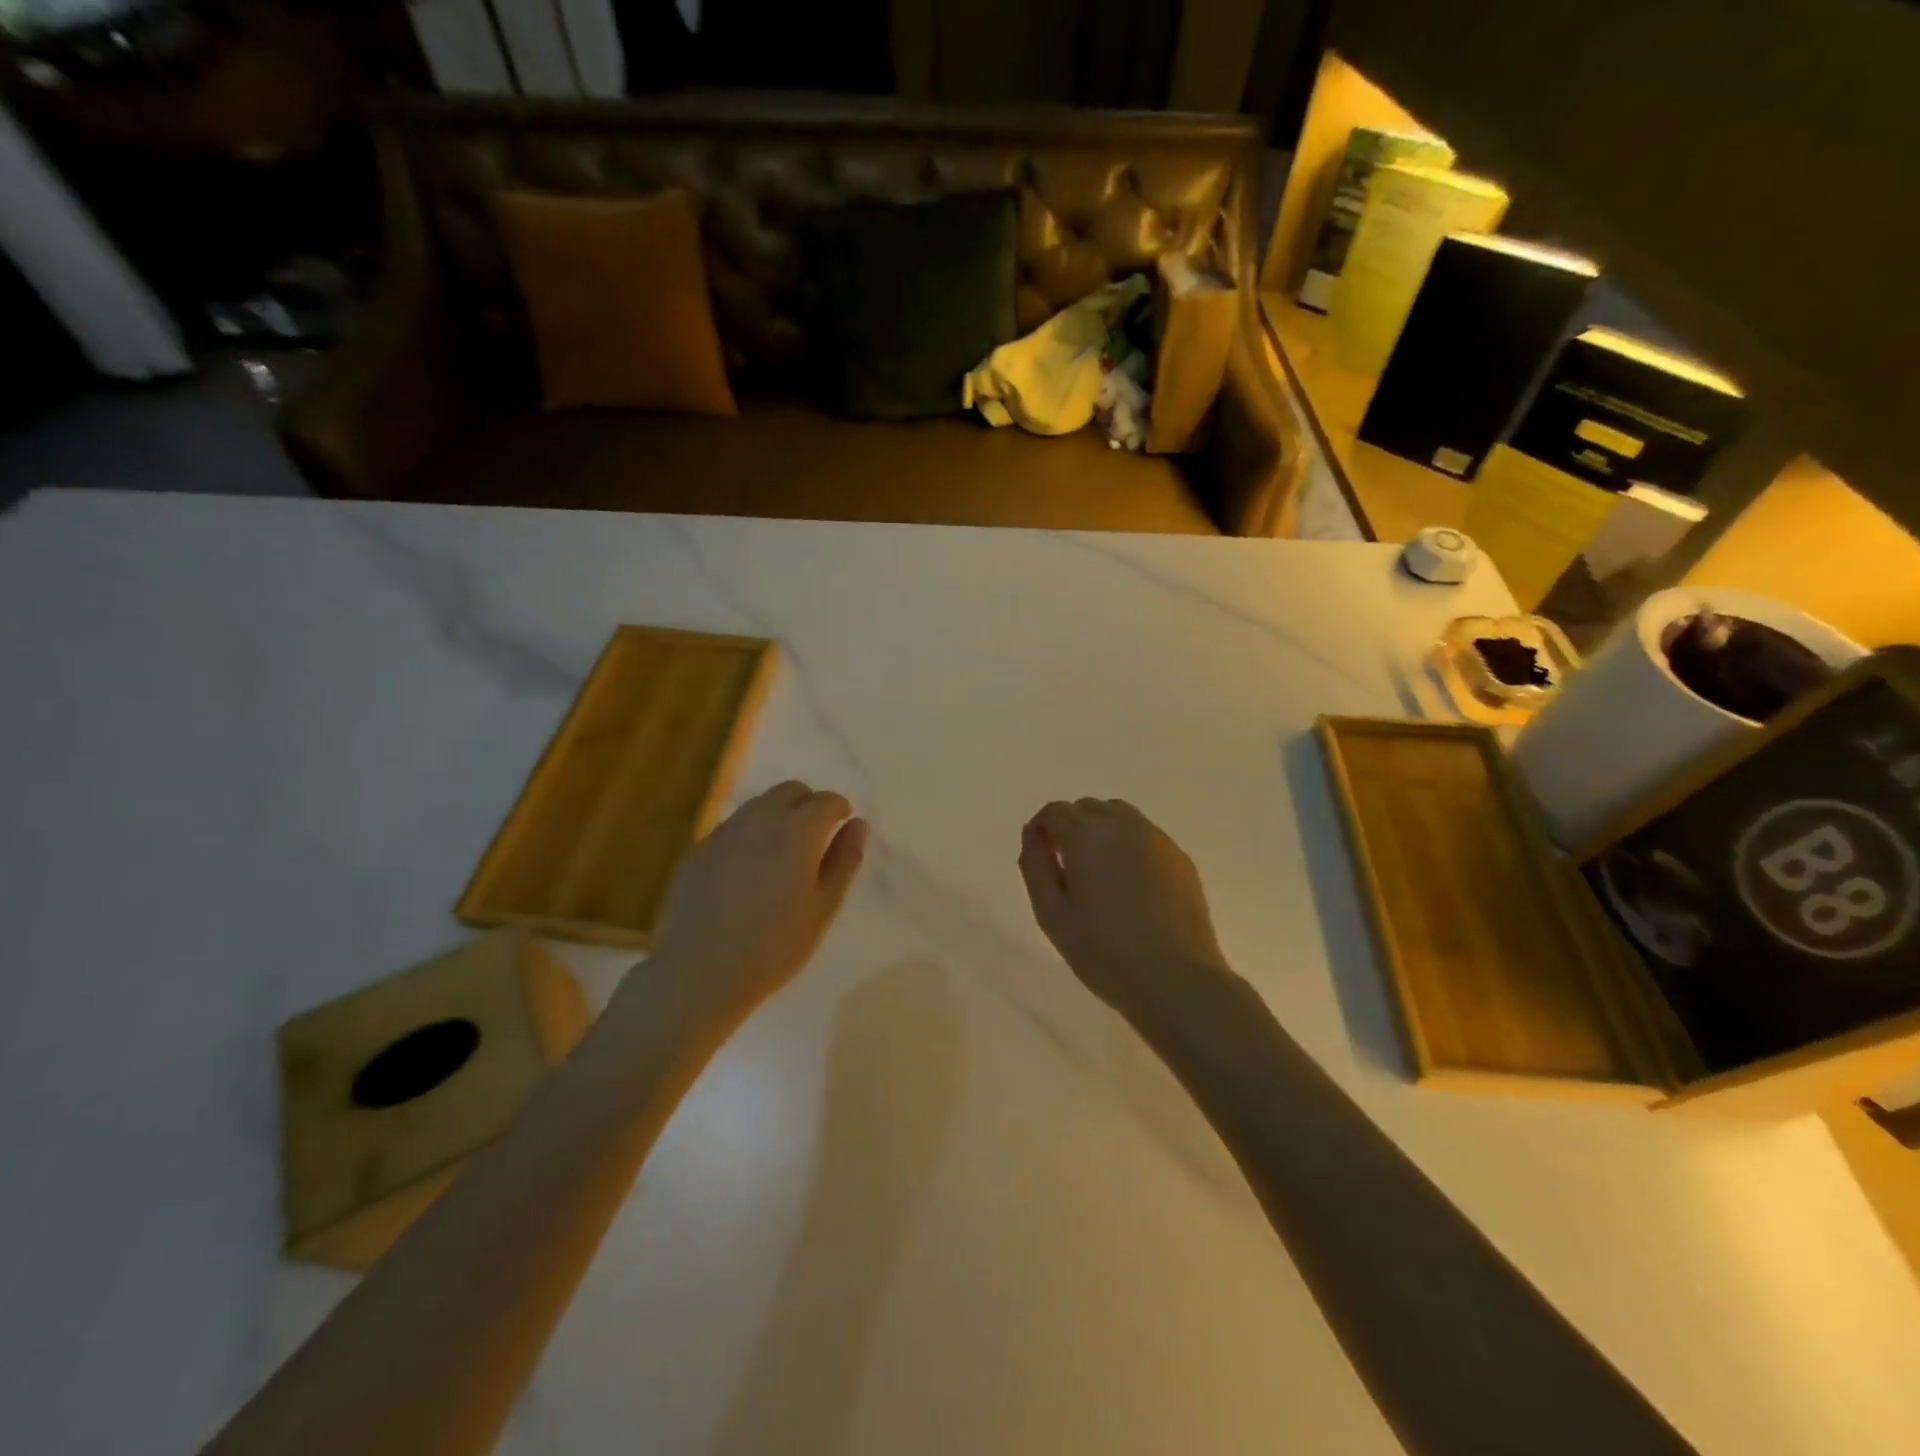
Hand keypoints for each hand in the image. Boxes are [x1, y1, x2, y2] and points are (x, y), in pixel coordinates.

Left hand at [647, 781, 866, 1022]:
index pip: (826, 800)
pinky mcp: (699, 849)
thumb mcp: (823, 907)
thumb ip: (844, 860)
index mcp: (797, 831)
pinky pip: (733, 827)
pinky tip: (747, 873)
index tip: (842, 828)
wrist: (698, 972)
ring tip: (781, 857)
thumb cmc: (774, 946)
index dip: (839, 810)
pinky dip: (750, 835)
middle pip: (790, 791)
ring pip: (759, 805)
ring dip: (778, 817)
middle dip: (808, 805)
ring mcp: (724, 831)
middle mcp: (760, 819)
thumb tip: (858, 825)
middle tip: (814, 840)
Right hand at [1018, 798, 1234, 1019]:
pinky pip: (1146, 838)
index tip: (1040, 857)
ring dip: (1103, 834)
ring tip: (1101, 876)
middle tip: (1068, 870)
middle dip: (1072, 828)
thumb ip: (1035, 866)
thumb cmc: (1103, 951)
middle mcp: (1123, 825)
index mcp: (1087, 834)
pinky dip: (1130, 848)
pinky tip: (1131, 888)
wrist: (1176, 980)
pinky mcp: (1181, 859)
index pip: (1056, 811)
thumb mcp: (1051, 914)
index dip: (1042, 829)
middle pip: (1088, 809)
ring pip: (1120, 818)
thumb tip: (1032, 834)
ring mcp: (1157, 840)